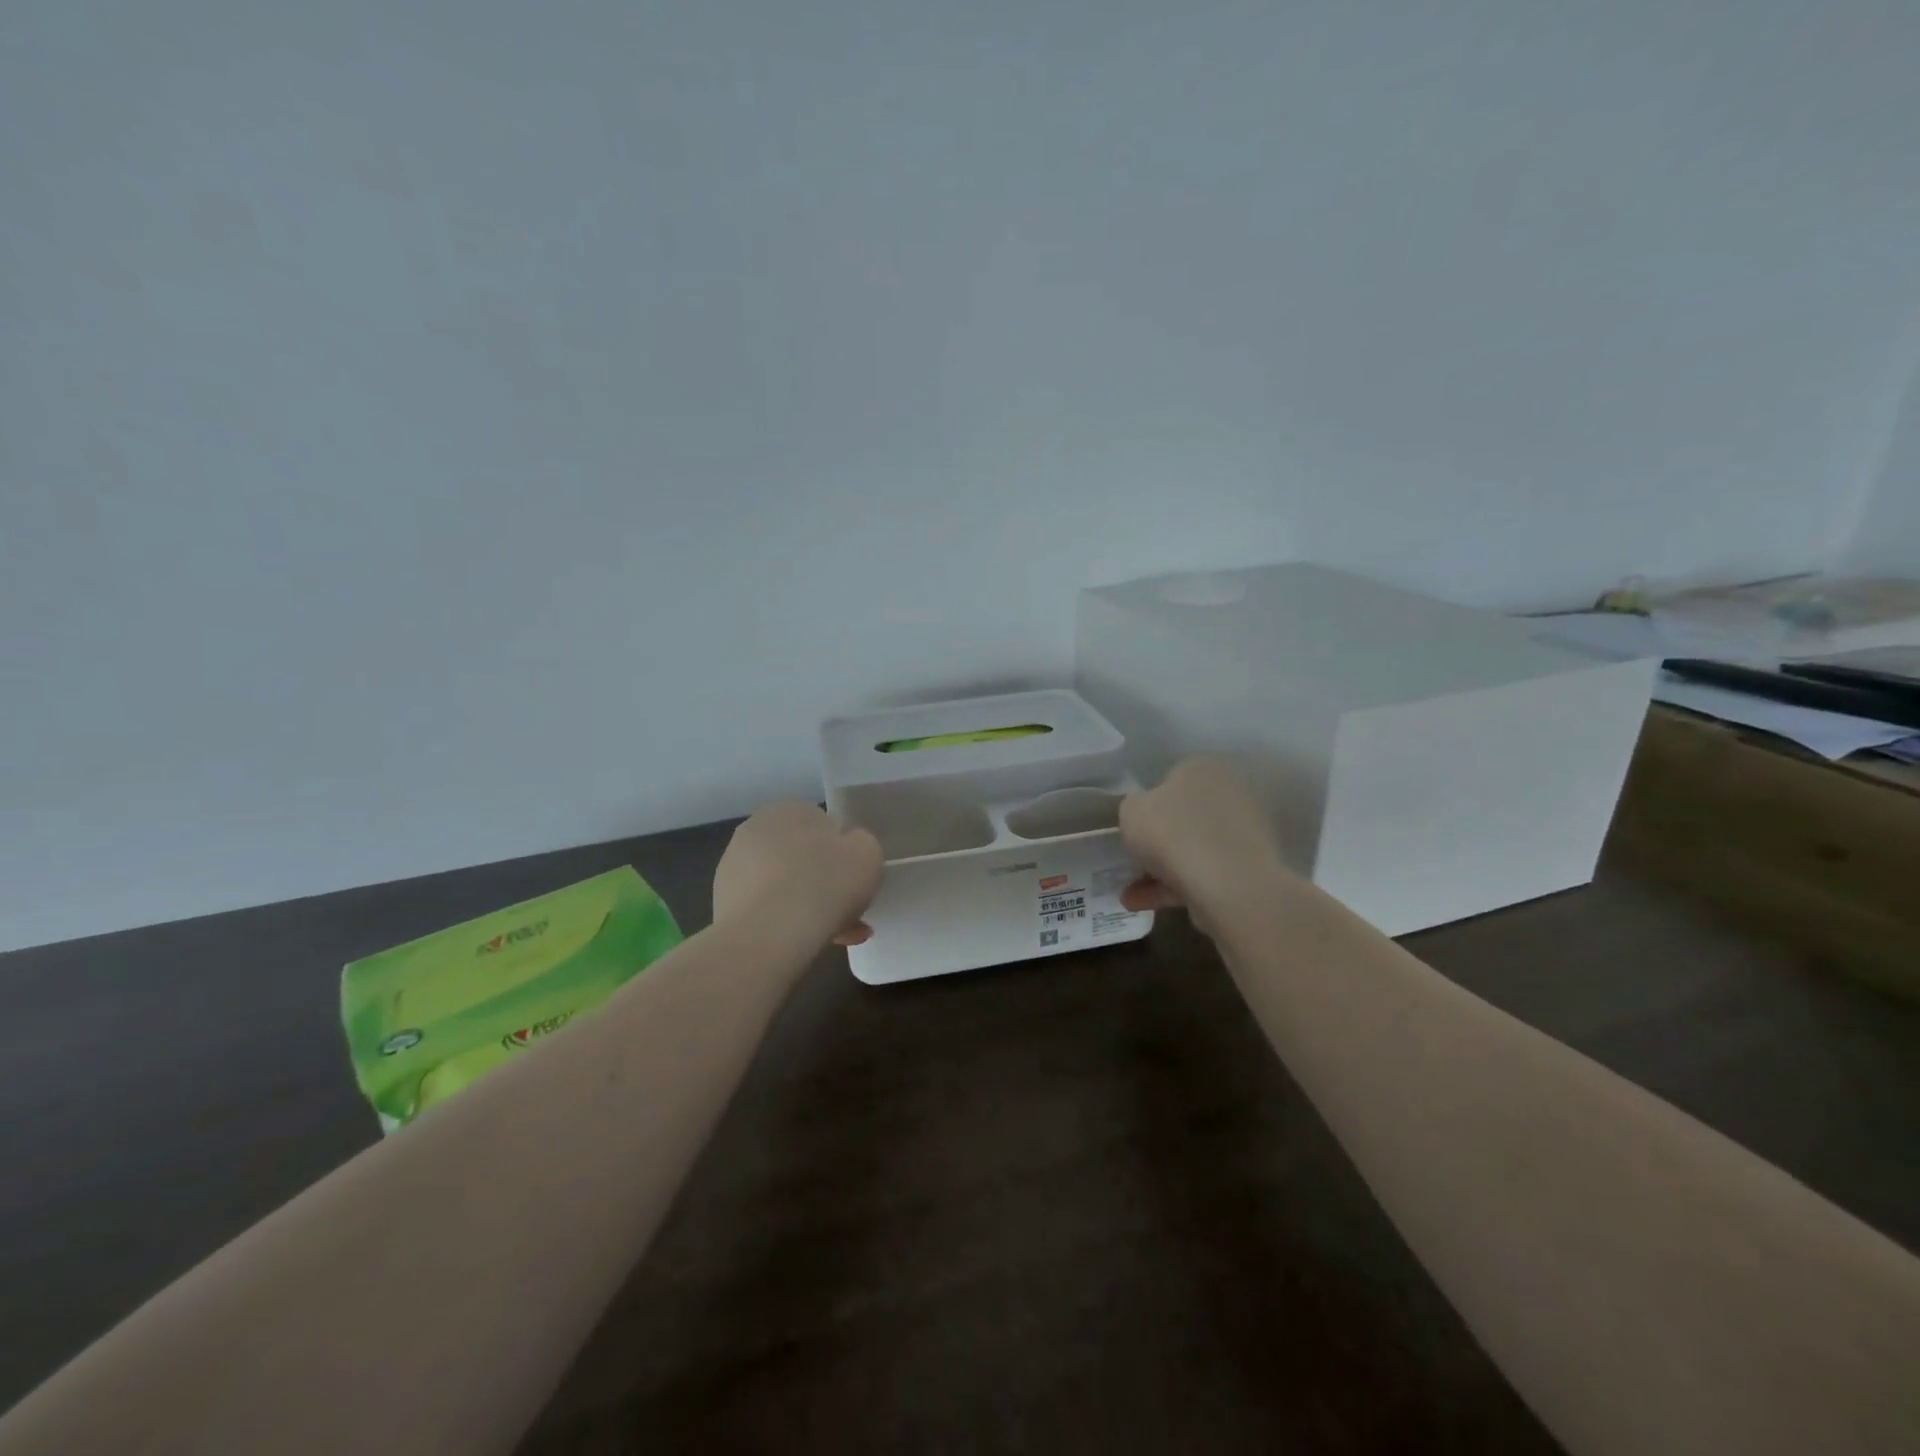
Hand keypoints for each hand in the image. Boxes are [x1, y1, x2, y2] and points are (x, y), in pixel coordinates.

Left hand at [713, 802, 882, 948]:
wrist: (770, 934)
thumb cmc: (826, 882)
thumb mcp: (868, 853)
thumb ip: (861, 844)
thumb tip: (847, 851)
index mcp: (791, 808)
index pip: (825, 825)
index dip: (844, 854)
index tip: (855, 880)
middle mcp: (757, 828)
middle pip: (804, 858)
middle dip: (826, 884)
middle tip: (849, 911)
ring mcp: (735, 866)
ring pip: (786, 886)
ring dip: (809, 906)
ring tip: (835, 935)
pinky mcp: (724, 901)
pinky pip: (768, 909)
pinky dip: (787, 922)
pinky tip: (808, 942)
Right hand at [1118, 757, 1289, 934]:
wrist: (1229, 885)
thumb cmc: (1173, 834)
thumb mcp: (1131, 811)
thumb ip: (1133, 806)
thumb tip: (1144, 811)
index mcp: (1203, 769)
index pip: (1171, 779)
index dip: (1148, 804)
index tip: (1134, 828)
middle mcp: (1230, 793)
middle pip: (1184, 817)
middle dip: (1158, 841)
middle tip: (1134, 861)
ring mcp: (1245, 833)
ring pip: (1193, 848)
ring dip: (1162, 870)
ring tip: (1131, 896)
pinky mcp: (1250, 868)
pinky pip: (1205, 873)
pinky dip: (1177, 887)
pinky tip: (1146, 905)